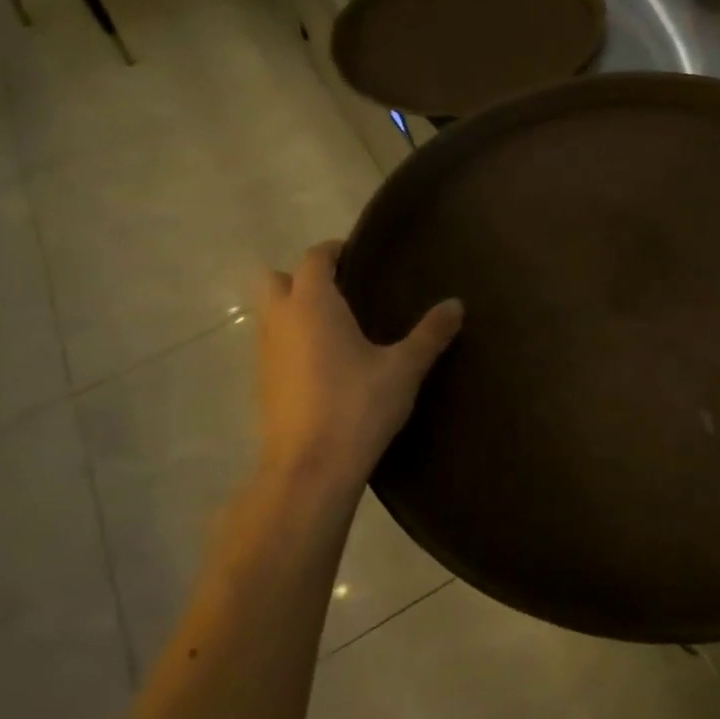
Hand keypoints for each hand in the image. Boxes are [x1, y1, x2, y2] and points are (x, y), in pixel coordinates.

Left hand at [256, 243, 462, 483]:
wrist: (311, 468)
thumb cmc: (358, 406)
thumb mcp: (404, 368)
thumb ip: (430, 333)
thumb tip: (456, 304)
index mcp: (313, 305)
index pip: (315, 258)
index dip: (335, 251)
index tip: (359, 255)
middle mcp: (281, 320)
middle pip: (278, 280)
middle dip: (304, 278)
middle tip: (344, 292)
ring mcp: (265, 353)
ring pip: (271, 314)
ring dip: (296, 310)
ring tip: (338, 327)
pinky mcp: (263, 383)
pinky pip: (274, 345)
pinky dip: (293, 342)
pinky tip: (325, 365)